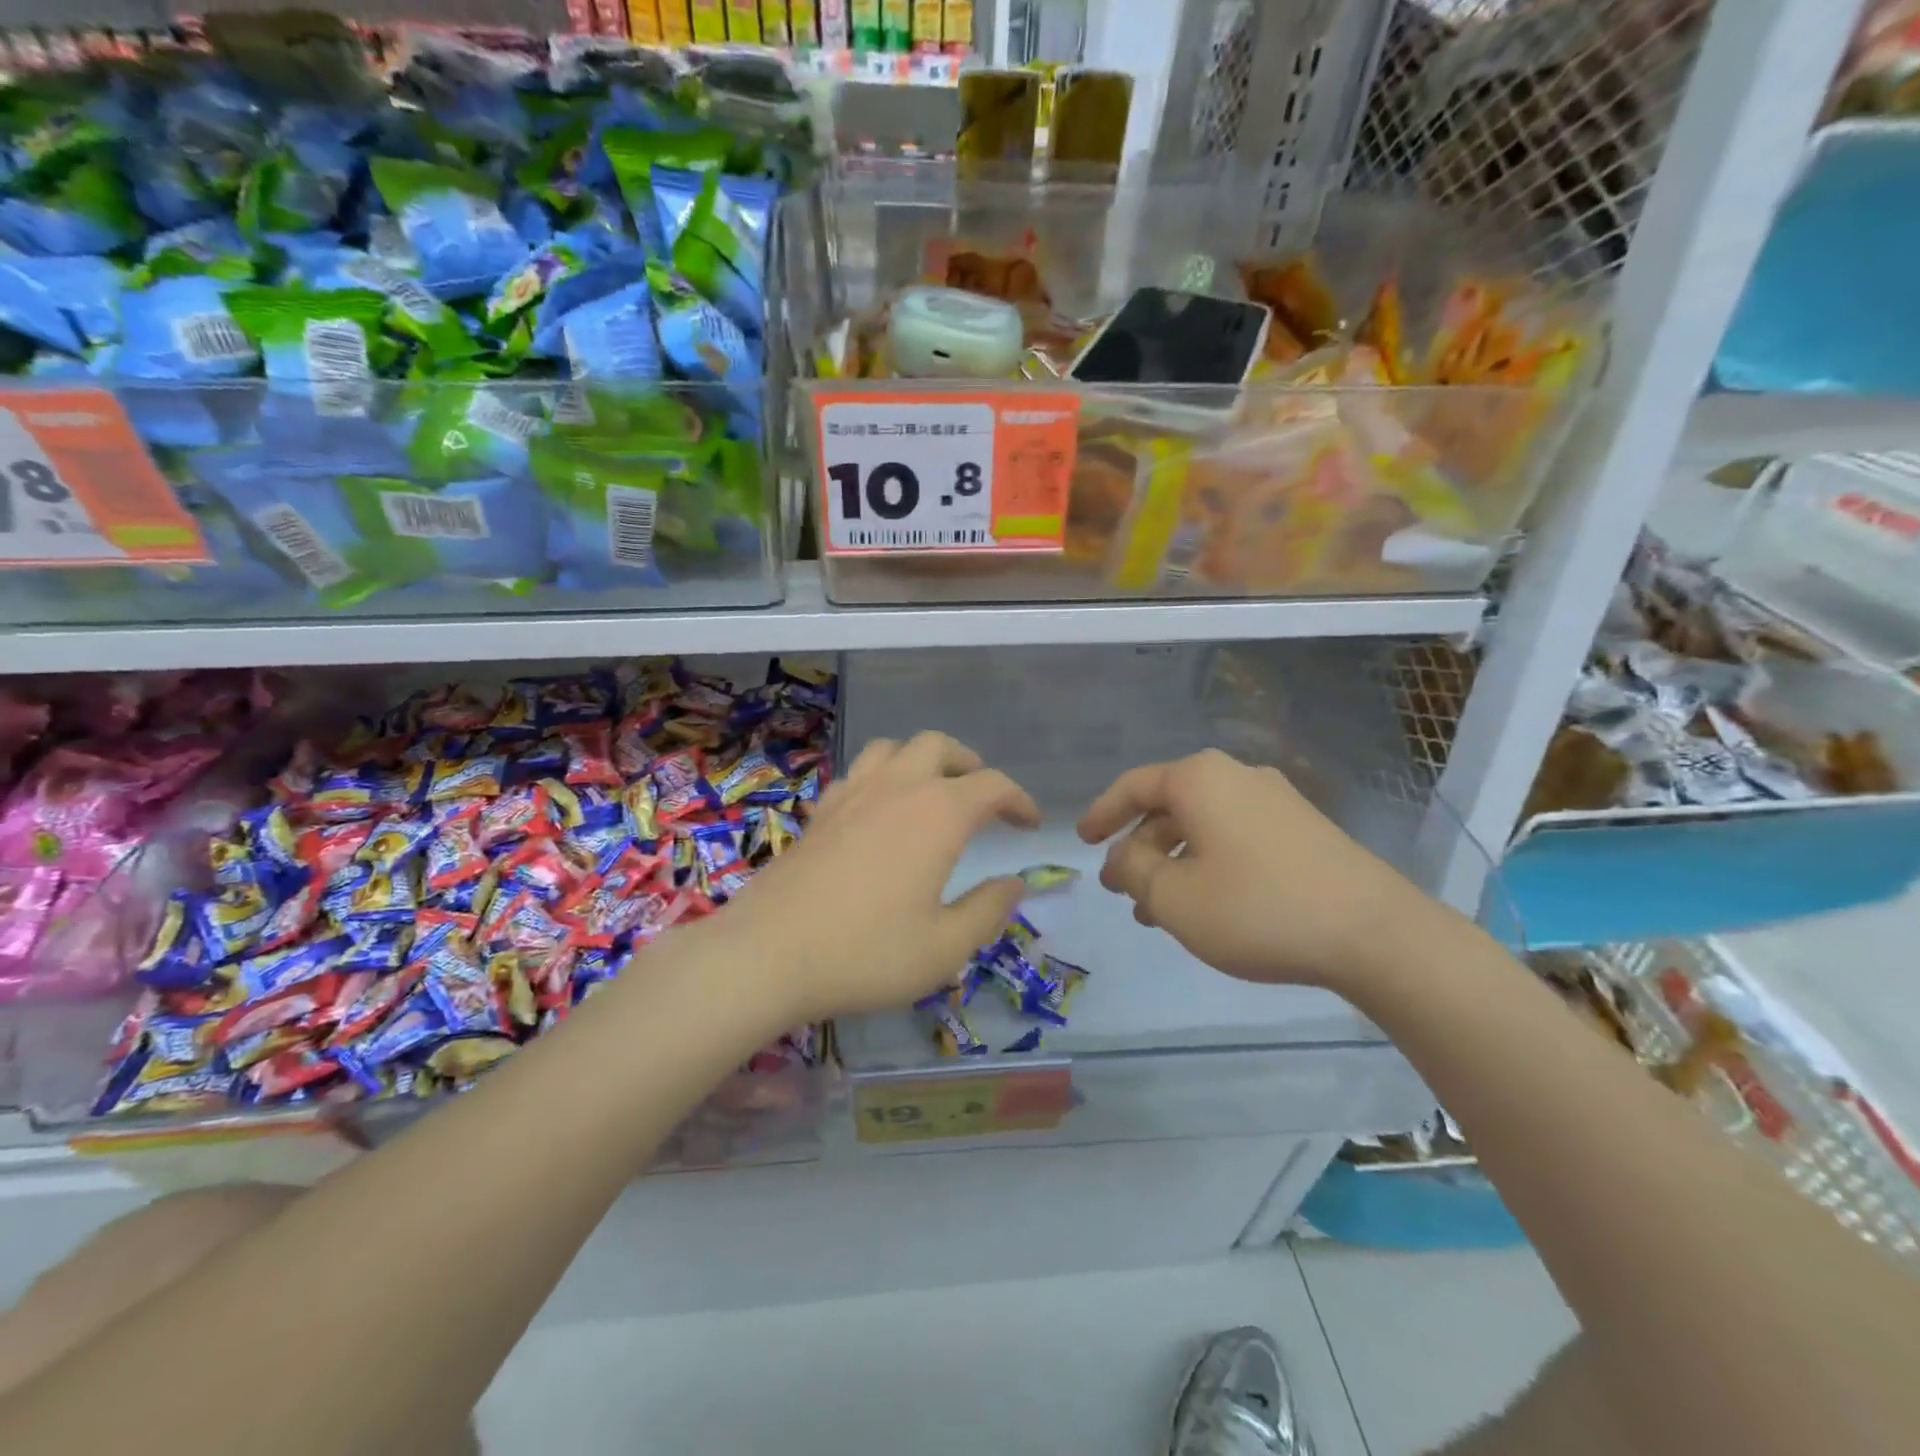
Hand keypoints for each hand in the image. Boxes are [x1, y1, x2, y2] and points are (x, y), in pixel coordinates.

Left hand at [720, 732, 1039, 1022]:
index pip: (993, 786)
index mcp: (938, 814)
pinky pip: (858, 773)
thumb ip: (988, 911)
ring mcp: (852, 794)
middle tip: (981, 796)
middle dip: (968, 764)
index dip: (1019, 800)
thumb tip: (1014, 884)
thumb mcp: (944, 947)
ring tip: (931, 791)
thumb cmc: (866, 953)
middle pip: (939, 746)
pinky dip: (880, 778)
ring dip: (921, 759)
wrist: (768, 954)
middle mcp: (897, 788)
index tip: (1029, 824)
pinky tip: (878, 811)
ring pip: (893, 748)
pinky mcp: (820, 811)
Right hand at [1077, 749, 1448, 994]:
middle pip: (1169, 806)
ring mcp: (1276, 801)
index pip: (1133, 786)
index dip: (1102, 813)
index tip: (1081, 840)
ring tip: (1157, 912)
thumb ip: (1133, 870)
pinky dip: (1207, 864)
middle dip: (1138, 848)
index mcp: (1200, 779)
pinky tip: (1206, 906)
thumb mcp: (1174, 897)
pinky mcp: (1303, 829)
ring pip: (1202, 826)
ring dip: (1172, 863)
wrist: (1374, 933)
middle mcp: (1237, 776)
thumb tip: (1123, 856)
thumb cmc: (1258, 908)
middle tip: (1119, 888)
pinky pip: (1235, 837)